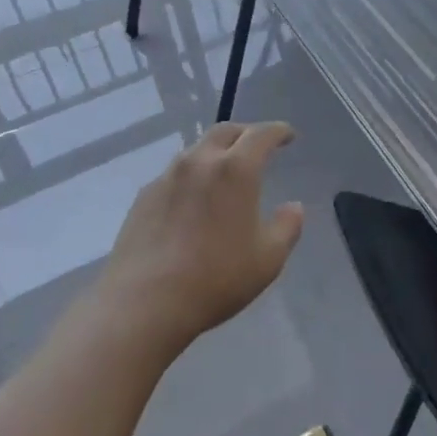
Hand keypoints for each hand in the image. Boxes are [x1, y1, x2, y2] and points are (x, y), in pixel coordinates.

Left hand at [91, 122, 304, 356]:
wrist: (143, 304)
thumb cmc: (216, 279)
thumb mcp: (268, 259)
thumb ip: (287, 227)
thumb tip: (293, 207)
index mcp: (236, 169)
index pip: (262, 134)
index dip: (278, 131)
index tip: (288, 136)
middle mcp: (200, 162)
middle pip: (225, 131)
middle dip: (246, 133)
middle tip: (258, 147)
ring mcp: (167, 177)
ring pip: (196, 150)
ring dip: (216, 153)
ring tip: (225, 173)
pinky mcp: (143, 197)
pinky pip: (174, 174)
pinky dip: (192, 176)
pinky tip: (193, 201)